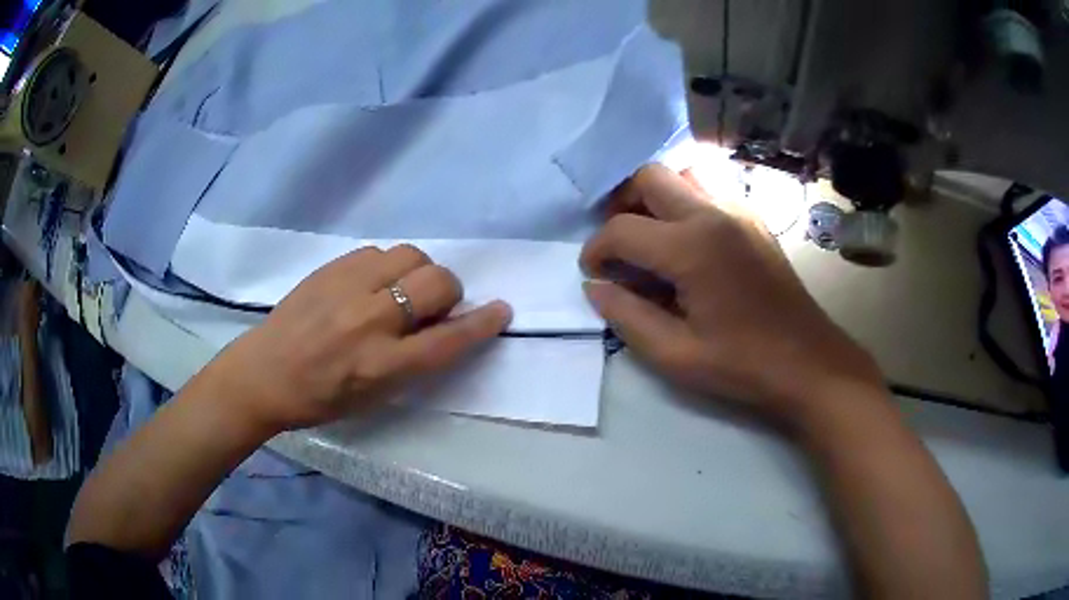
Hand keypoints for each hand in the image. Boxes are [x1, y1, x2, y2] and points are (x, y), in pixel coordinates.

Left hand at [202, 245, 511, 432]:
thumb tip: (444, 325)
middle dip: (448, 293)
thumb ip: (413, 361)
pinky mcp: (331, 267)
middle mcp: (370, 321)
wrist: (264, 373)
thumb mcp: (374, 397)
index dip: (482, 323)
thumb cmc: (321, 399)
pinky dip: (387, 266)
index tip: (502, 310)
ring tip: (401, 290)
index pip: (448, 339)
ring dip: (418, 273)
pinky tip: (371, 283)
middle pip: (437, 283)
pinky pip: (379, 252)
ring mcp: (348, 287)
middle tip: (432, 307)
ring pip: (411, 256)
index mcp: (382, 365)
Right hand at [581, 165, 884, 431]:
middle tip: (619, 243)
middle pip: (650, 176)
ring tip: (651, 236)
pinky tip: (687, 243)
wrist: (809, 362)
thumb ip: (627, 317)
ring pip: (683, 174)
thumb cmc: (743, 365)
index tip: (593, 273)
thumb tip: (596, 286)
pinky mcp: (754, 219)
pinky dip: (686, 202)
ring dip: (657, 196)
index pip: (622, 229)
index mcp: (692, 247)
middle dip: (622, 204)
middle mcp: (714, 213)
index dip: (596, 249)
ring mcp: (739, 211)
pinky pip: (710, 190)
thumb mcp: (675, 356)